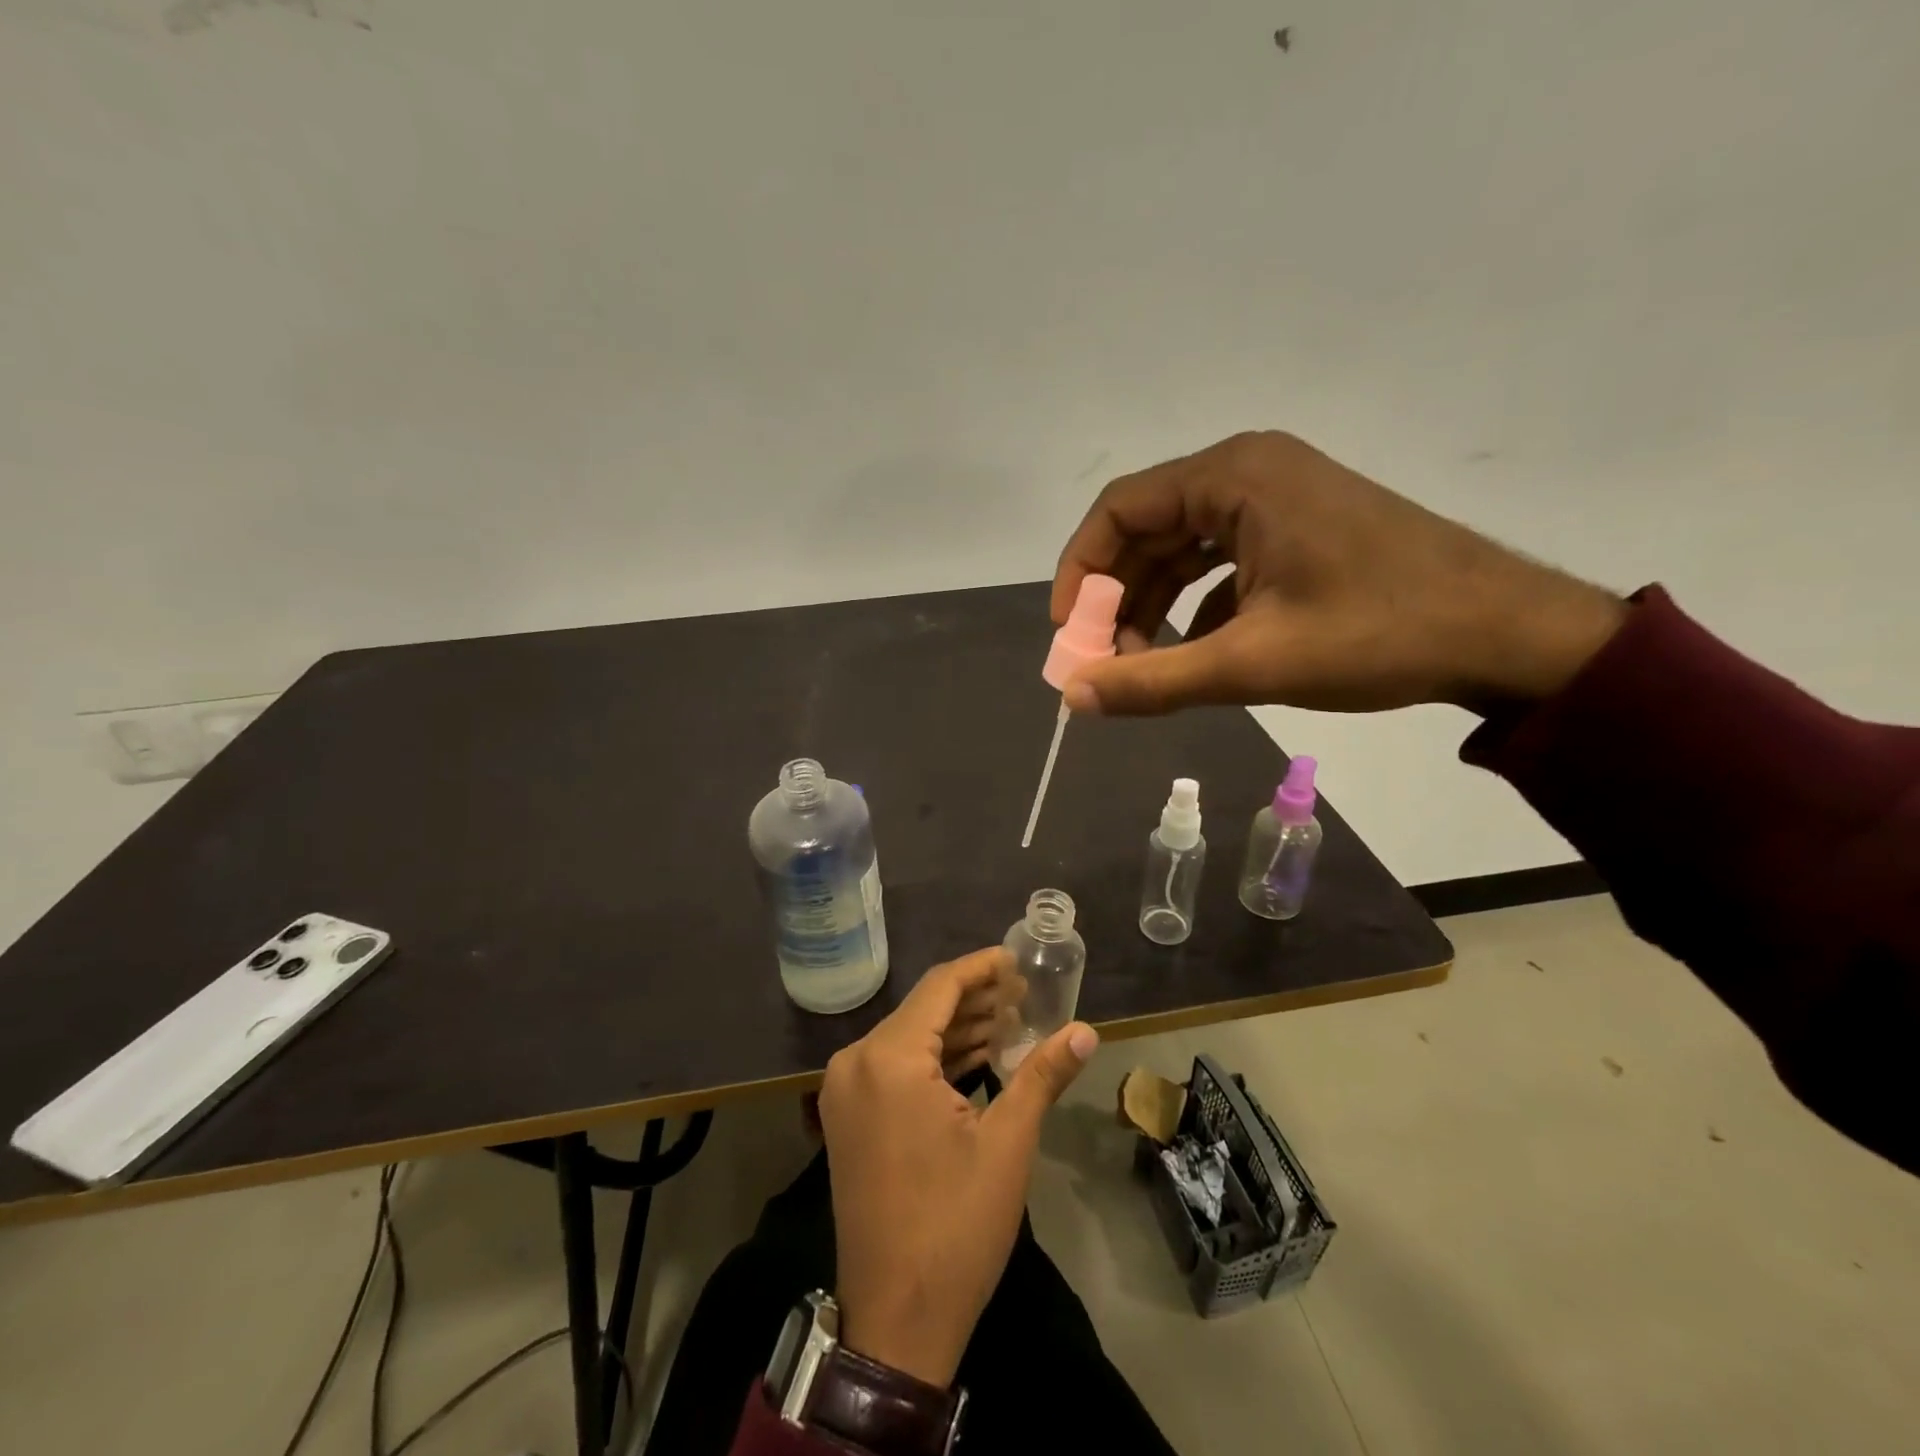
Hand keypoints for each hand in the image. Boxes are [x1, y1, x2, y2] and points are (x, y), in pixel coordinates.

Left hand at [820, 948, 1096, 1387]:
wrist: (894, 1321)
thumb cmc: (954, 1226)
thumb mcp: (1007, 1145)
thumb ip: (1043, 1075)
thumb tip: (1086, 1030)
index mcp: (888, 1058)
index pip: (940, 988)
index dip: (981, 968)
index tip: (1017, 960)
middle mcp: (856, 1062)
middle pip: (922, 1010)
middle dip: (974, 999)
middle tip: (1024, 995)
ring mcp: (846, 1092)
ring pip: (908, 1038)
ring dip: (956, 1029)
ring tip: (1010, 1021)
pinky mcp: (848, 1118)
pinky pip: (894, 1067)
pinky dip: (934, 1059)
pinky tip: (976, 1057)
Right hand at [1051, 431, 1627, 716]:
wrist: (1508, 634)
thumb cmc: (1378, 635)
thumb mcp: (1252, 663)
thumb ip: (1153, 681)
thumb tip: (1073, 697)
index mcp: (1234, 477)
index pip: (1120, 510)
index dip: (1080, 571)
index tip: (1069, 633)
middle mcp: (1250, 471)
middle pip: (1148, 528)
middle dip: (1117, 598)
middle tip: (1102, 661)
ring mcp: (1278, 498)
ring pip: (1183, 547)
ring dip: (1153, 604)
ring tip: (1142, 665)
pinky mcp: (1298, 528)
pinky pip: (1220, 560)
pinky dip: (1195, 605)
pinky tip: (1194, 652)